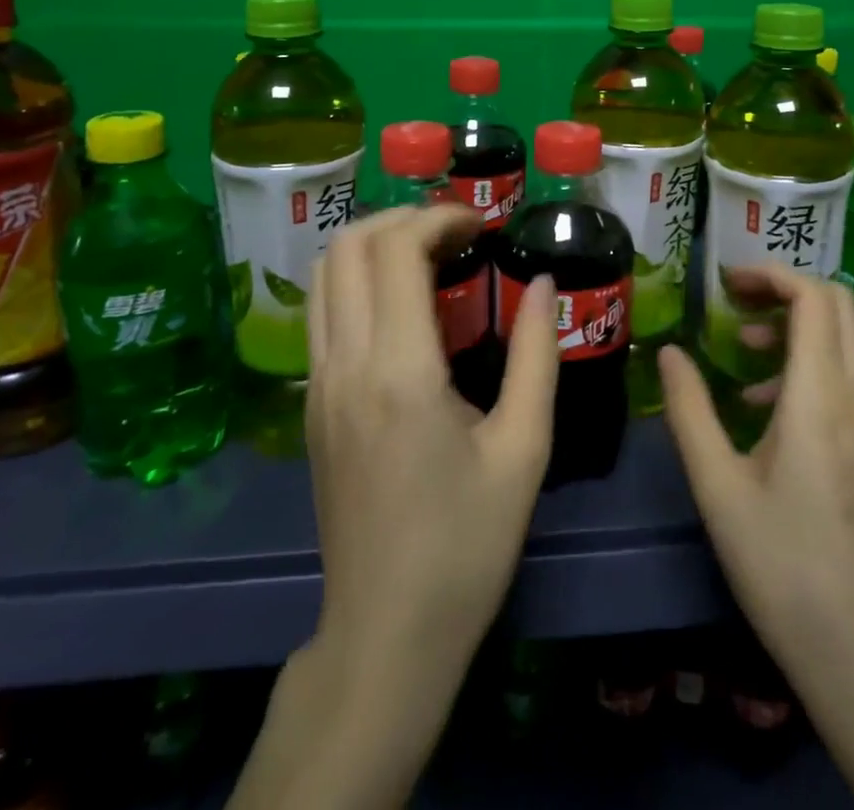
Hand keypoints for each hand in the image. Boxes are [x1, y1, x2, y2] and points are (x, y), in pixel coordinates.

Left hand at [306, 203, 558, 679]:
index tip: (481, 223)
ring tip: (427, 255)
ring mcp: (318, 385)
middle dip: (402, 219)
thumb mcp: (524, 449)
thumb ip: (536, 355)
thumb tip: (543, 282)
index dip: (438, 218)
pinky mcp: (310, 405)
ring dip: (372, 244)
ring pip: (323, 274)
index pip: (396, 251)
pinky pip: (322, 312)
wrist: (386, 635)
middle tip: (454, 233)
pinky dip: (355, 279)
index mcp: (400, 372)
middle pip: (347, 246)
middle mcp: (345, 365)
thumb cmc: (467, 545)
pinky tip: (400, 304)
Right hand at [660, 264, 853, 670]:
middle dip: (786, 291)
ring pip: (848, 341)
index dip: (771, 275)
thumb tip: (669, 351)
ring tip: (745, 355)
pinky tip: (771, 409)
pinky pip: (853, 378)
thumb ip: (689, 408)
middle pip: (839, 307)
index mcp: (824, 397)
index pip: (814, 298)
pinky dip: (814, 365)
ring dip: (799, 328)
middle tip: (734, 305)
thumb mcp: (718, 486)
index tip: (726, 283)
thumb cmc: (782, 566)